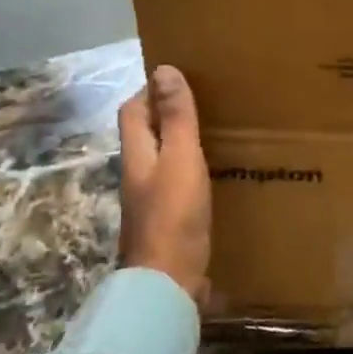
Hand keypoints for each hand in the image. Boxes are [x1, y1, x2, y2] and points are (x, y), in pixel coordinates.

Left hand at [117, 65, 211, 302]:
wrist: (168, 284)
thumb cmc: (173, 215)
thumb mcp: (180, 158)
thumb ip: (176, 117)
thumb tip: (164, 69)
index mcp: (137, 154)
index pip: (134, 110)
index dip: (151, 91)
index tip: (183, 79)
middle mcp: (139, 174)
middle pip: (147, 134)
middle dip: (170, 115)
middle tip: (208, 102)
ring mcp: (152, 201)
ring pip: (164, 159)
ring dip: (184, 143)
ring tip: (218, 132)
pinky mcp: (168, 222)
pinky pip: (179, 185)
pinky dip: (194, 172)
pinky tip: (219, 174)